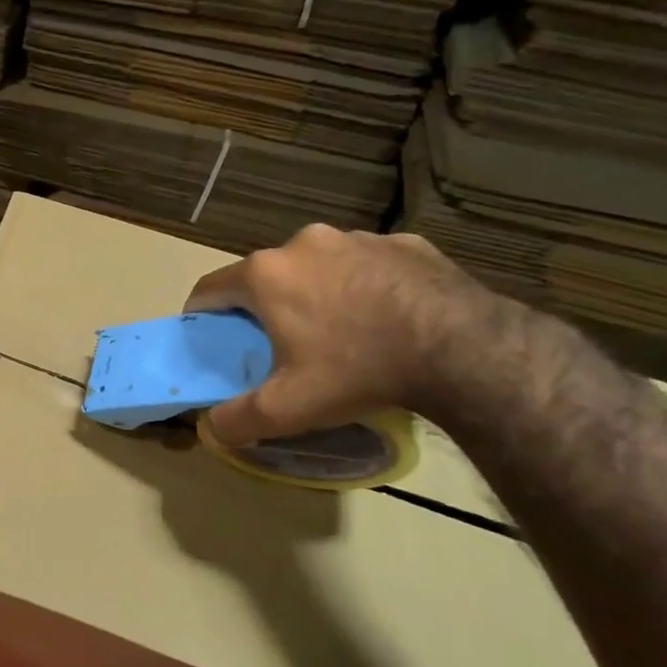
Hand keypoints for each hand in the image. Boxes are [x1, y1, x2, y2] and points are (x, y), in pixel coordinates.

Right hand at [184, 224, 494, 445]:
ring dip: (314, 292)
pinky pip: (367, 264)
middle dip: (264, 305)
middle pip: (266, 275)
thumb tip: (210, 428)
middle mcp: (304, 243)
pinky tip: (384, 318)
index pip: (211, 288)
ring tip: (338, 332)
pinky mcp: (406, 242)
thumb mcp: (288, 408)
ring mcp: (358, 238)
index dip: (202, 314)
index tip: (209, 336)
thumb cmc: (358, 369)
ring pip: (317, 266)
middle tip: (278, 343)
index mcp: (266, 274)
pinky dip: (363, 286)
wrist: (464, 348)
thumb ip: (236, 420)